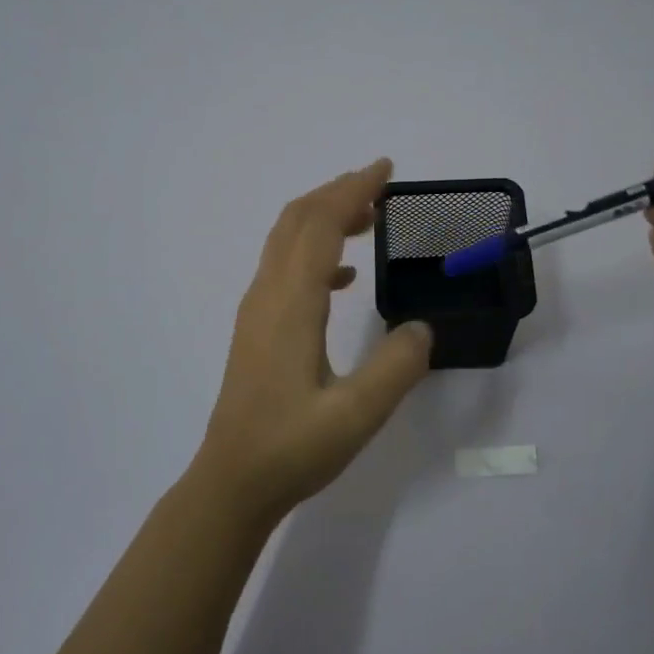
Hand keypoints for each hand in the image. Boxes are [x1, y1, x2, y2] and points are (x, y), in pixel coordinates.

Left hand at [191, 159, 433, 525]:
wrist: (232, 483)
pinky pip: (284, 268)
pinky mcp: (256, 329)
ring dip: (323, 217)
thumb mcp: (356, 415)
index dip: (352, 190)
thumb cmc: (291, 449)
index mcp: (291, 304)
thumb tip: (422, 328)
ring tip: (367, 218)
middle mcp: (267, 295)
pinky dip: (314, 251)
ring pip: (285, 241)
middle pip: (297, 220)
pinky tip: (342, 276)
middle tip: (380, 186)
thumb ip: (397, 367)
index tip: (385, 171)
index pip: (319, 224)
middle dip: (337, 192)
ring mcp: (256, 311)